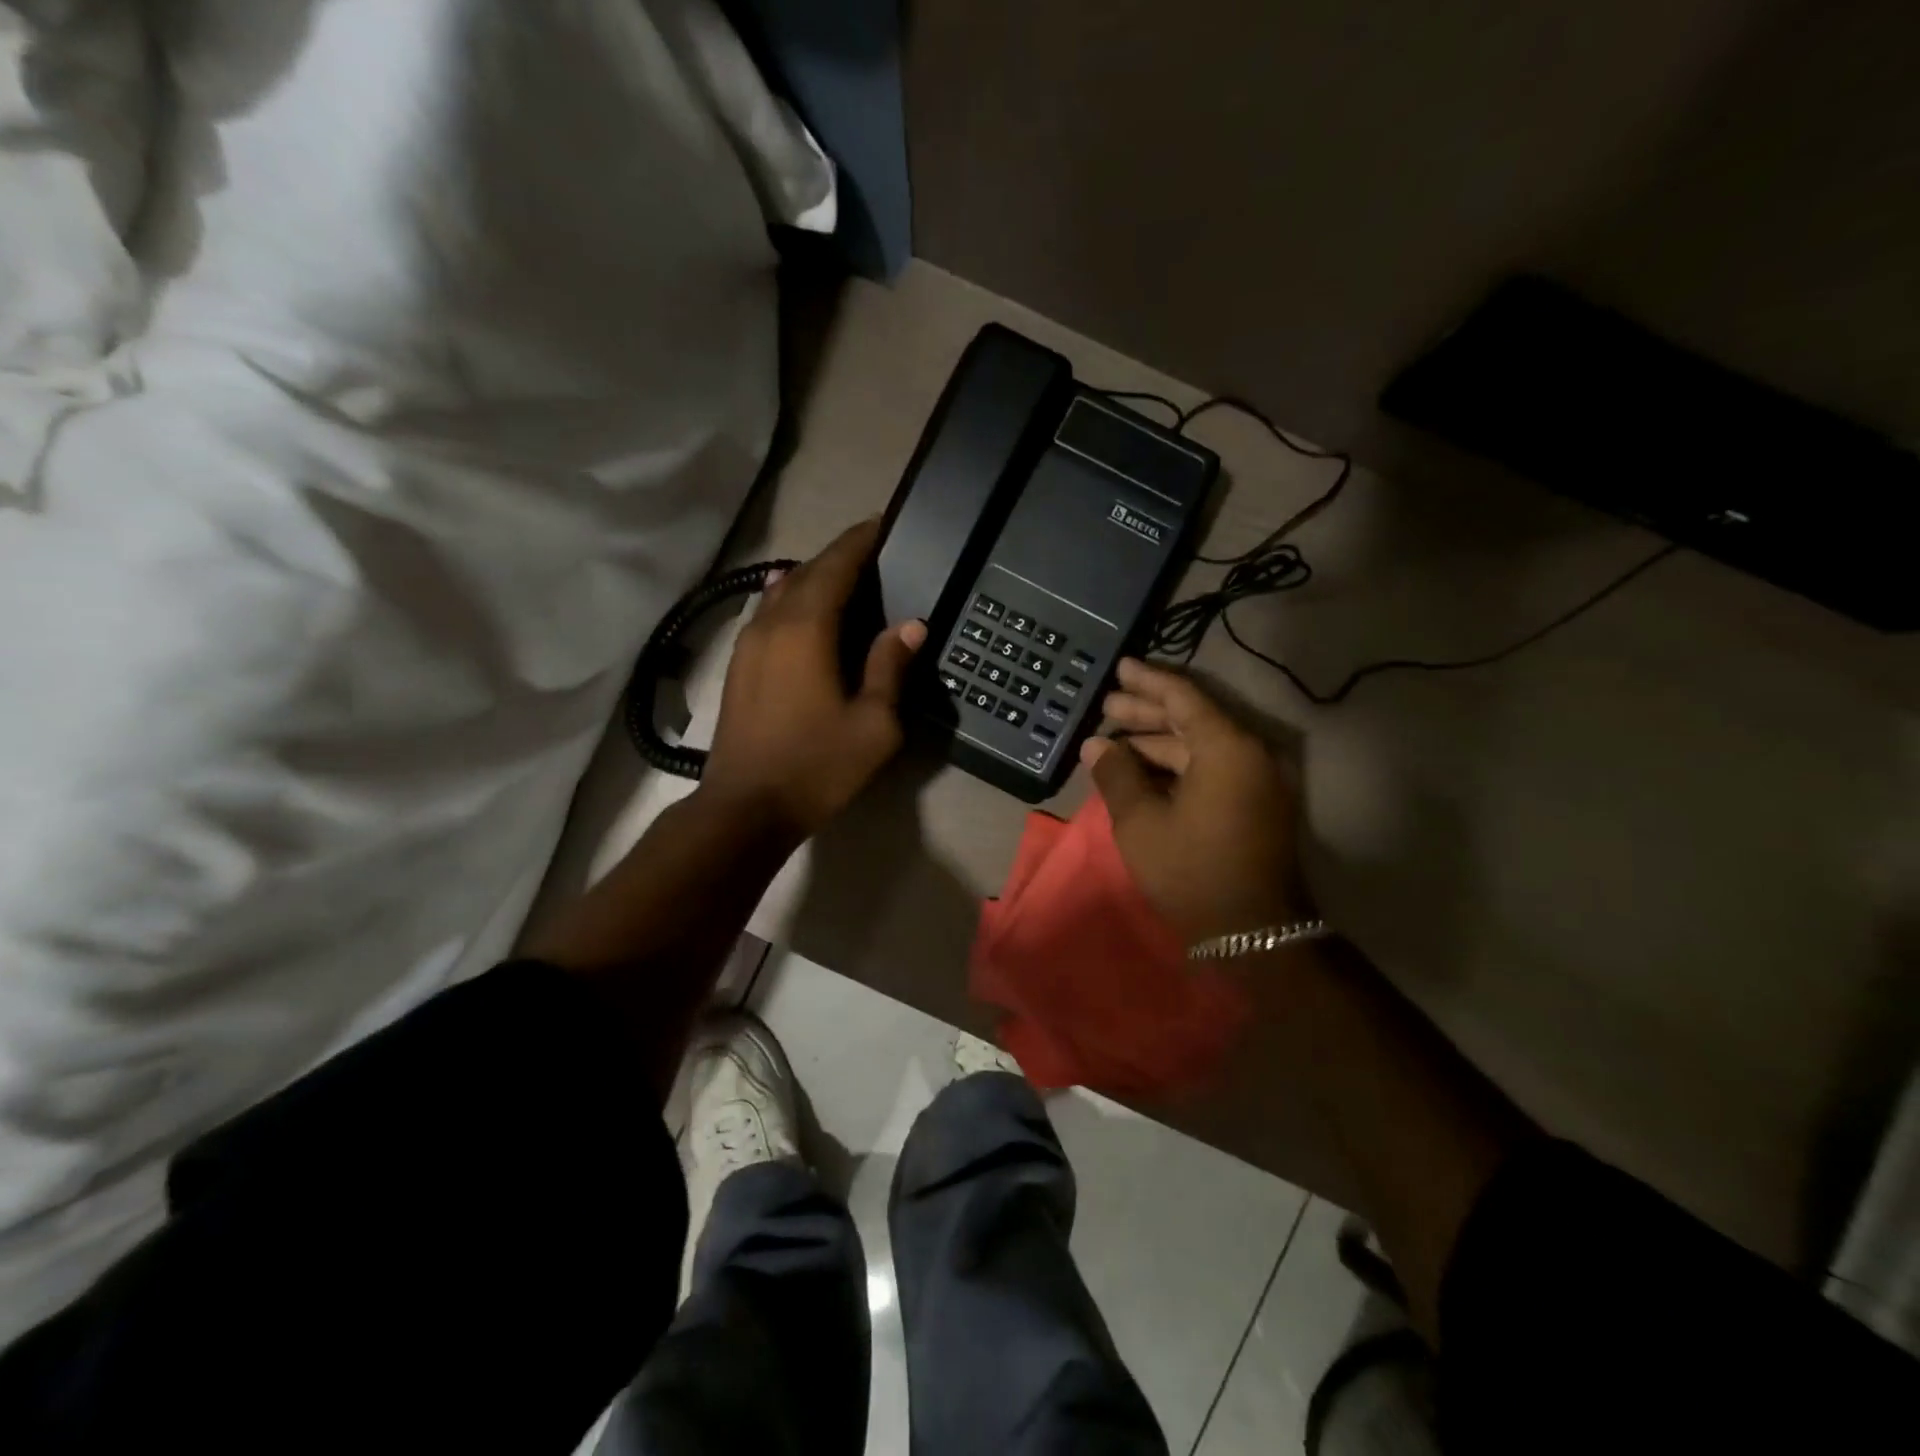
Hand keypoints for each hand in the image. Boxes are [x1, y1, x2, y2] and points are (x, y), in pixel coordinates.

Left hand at [702, 519, 926, 845]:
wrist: (746, 808)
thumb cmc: (817, 766)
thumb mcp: (874, 724)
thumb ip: (890, 667)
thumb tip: (911, 624)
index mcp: (807, 628)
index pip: (837, 565)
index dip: (861, 541)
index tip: (884, 524)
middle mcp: (772, 623)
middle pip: (808, 572)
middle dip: (840, 556)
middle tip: (874, 552)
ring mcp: (748, 643)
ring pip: (782, 591)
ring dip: (814, 577)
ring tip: (844, 577)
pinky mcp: (738, 665)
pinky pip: (767, 613)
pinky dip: (791, 599)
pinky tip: (798, 605)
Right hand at [1082, 658, 1309, 944]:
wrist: (1253, 932)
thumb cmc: (1192, 872)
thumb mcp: (1140, 823)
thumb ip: (1117, 775)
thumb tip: (1097, 746)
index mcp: (1226, 748)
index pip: (1183, 698)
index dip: (1147, 681)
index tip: (1120, 668)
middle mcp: (1249, 753)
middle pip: (1192, 719)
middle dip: (1147, 711)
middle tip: (1106, 706)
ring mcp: (1256, 779)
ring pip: (1200, 746)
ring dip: (1158, 741)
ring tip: (1114, 741)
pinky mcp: (1254, 803)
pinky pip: (1211, 768)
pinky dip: (1176, 765)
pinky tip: (1142, 769)